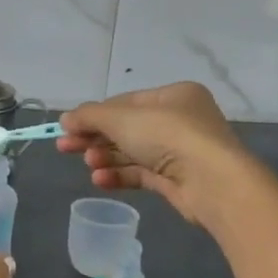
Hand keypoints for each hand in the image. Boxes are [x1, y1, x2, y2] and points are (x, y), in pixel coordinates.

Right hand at [58, 82, 264, 226]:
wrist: (212, 181)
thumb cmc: (168, 136)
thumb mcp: (122, 119)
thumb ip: (90, 117)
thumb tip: (65, 119)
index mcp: (174, 96)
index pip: (126, 102)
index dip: (95, 114)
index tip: (68, 127)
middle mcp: (180, 120)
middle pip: (127, 128)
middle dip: (95, 138)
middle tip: (65, 147)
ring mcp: (180, 152)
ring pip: (133, 152)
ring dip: (106, 157)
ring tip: (89, 165)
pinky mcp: (177, 180)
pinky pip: (141, 174)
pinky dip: (119, 176)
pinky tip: (99, 180)